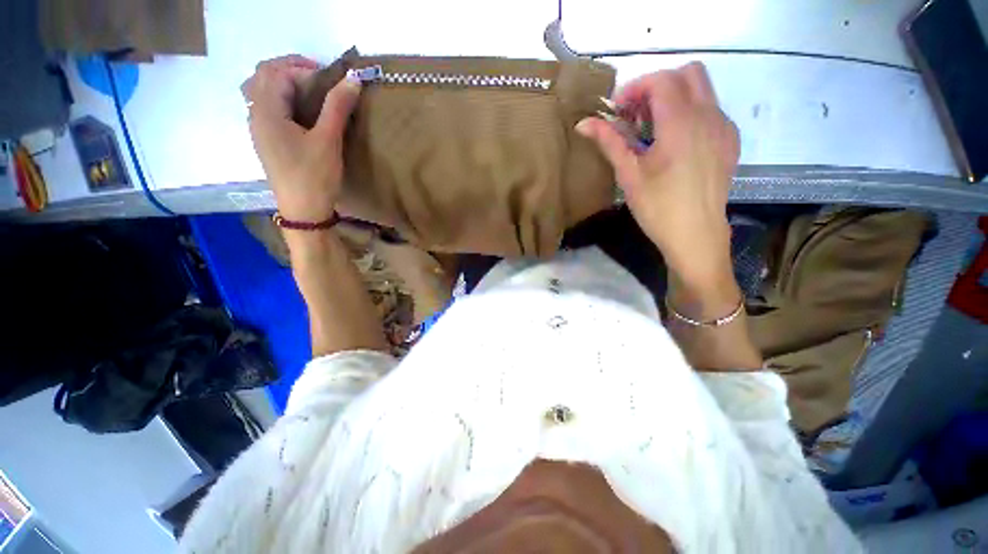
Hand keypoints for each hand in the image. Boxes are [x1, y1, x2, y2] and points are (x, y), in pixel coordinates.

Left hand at [241, 54, 360, 221]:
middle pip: (264, 75)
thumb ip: (337, 107)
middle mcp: (255, 114)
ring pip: (262, 91)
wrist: (304, 211)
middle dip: (292, 70)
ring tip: (310, 93)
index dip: (305, 69)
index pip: (278, 72)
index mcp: (266, 111)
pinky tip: (302, 114)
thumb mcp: (328, 141)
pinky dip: (282, 99)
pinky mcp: (267, 141)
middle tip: (322, 81)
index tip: (333, 81)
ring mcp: (259, 129)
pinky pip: (267, 107)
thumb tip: (352, 78)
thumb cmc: (314, 176)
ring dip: (284, 83)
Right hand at [576, 62, 738, 288]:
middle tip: (635, 114)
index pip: (661, 80)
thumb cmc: (658, 207)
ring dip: (674, 97)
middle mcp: (709, 116)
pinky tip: (674, 142)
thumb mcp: (628, 174)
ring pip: (702, 89)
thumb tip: (583, 123)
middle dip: (657, 86)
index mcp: (681, 123)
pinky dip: (689, 112)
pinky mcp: (729, 140)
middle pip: (687, 73)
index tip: (616, 110)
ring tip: (652, 129)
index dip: (634, 88)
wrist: (696, 235)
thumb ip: (609, 142)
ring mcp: (724, 127)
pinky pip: (711, 109)